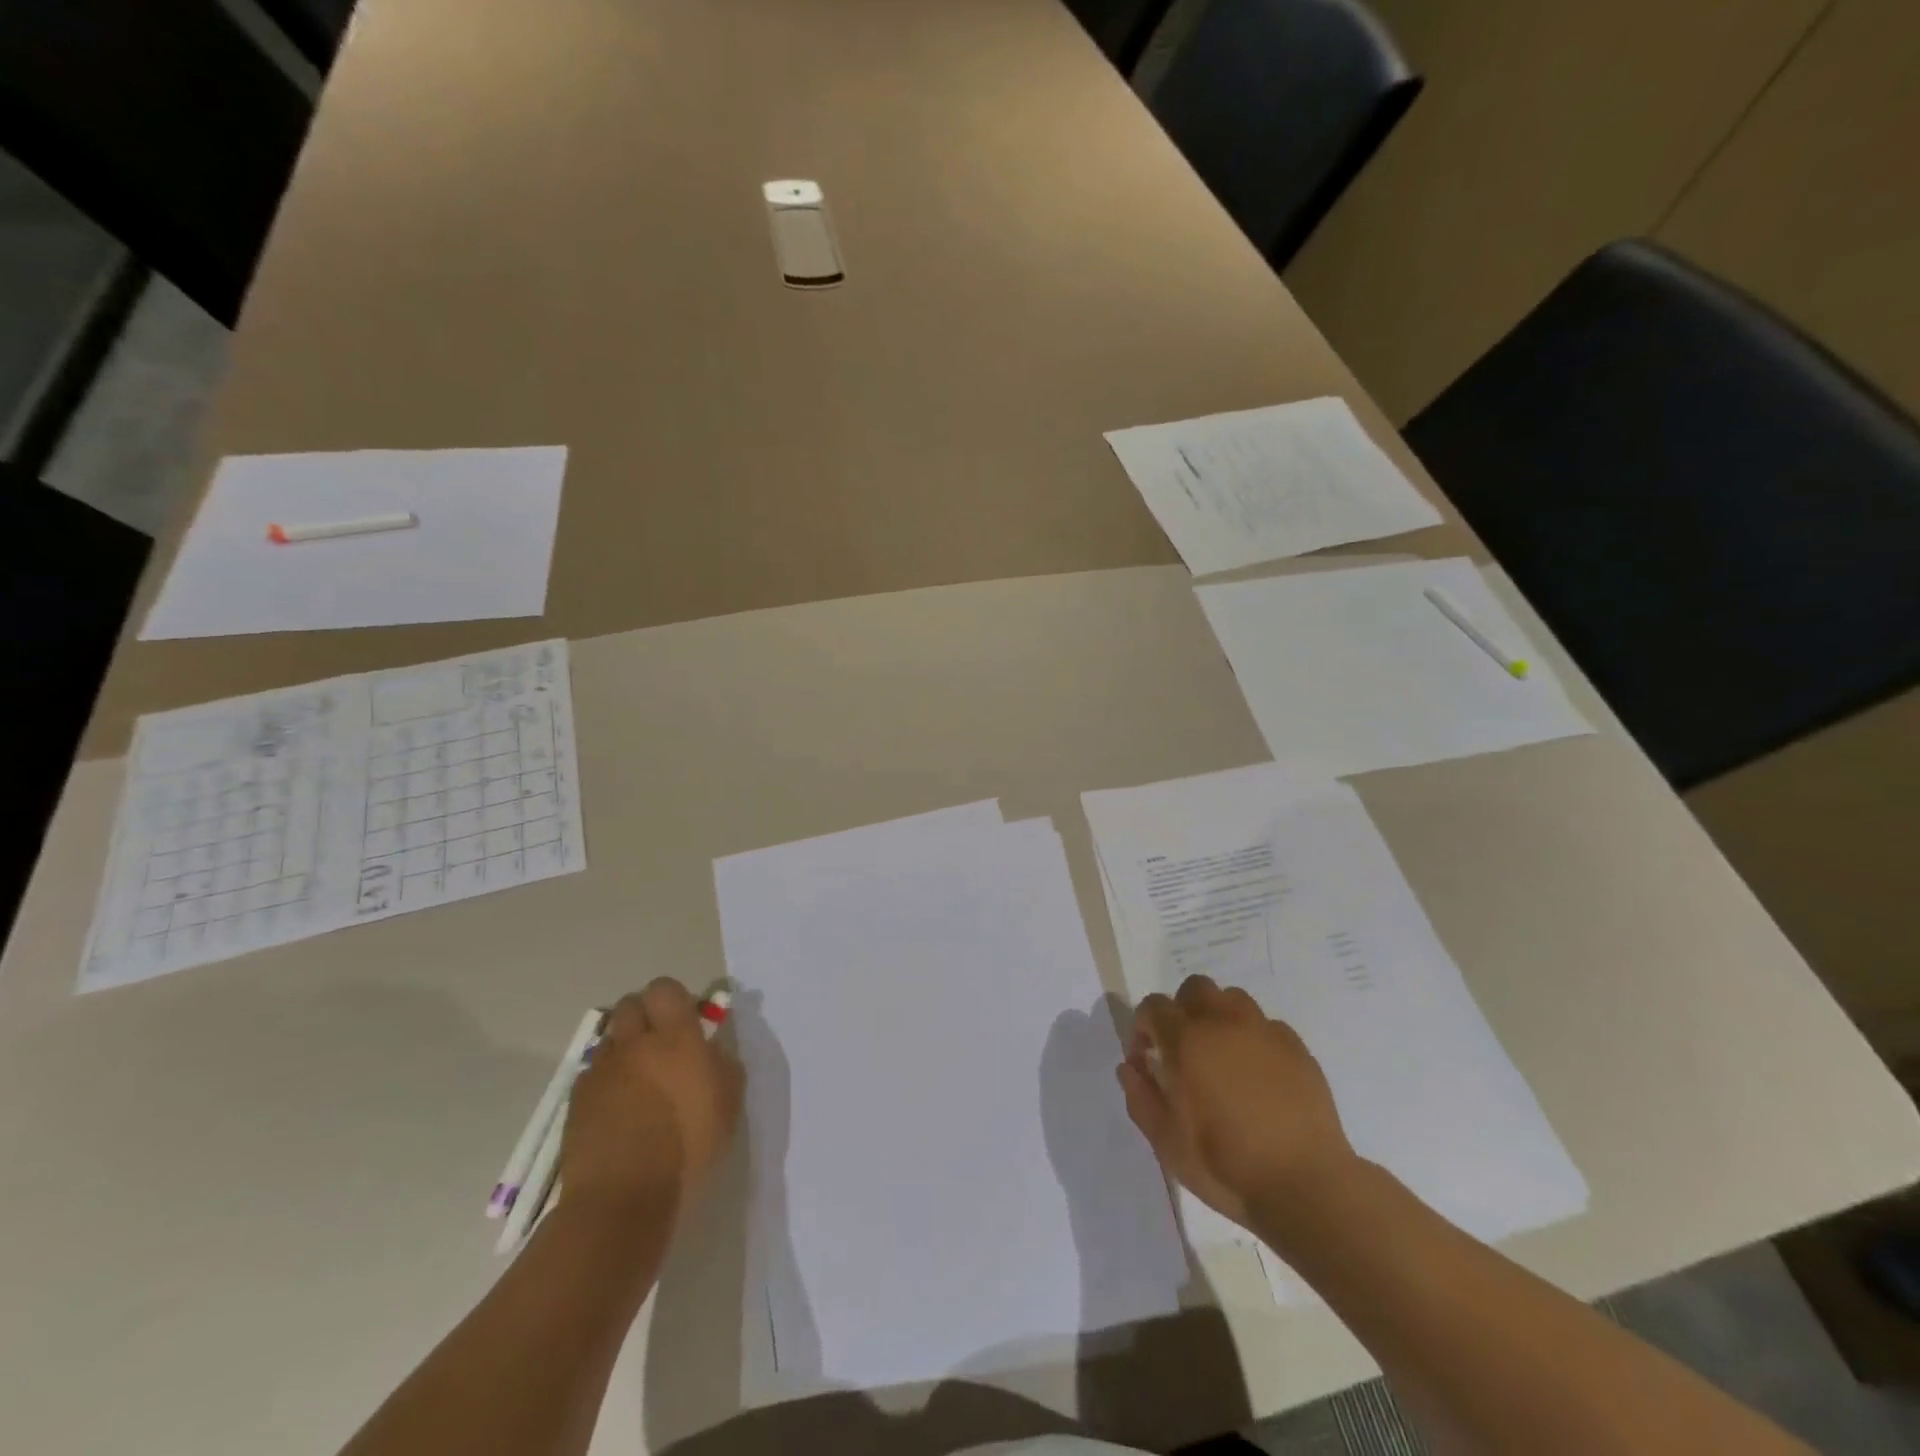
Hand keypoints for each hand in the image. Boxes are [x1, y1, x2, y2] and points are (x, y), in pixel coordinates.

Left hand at [560, 979, 742, 1213]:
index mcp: (676, 1037)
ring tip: (638, 1080)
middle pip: (631, 1004)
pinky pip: (594, 1073)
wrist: (622, 1200)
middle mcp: (635, 1043)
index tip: (686, 1022)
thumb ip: (723, 1063)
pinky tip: (618, 1109)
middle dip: (645, 1015)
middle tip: (661, 1044)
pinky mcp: (577, 1099)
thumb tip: (711, 1047)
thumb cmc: (688, 1148)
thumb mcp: (729, 1103)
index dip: (674, 999)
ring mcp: (602, 1070)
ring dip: (625, 1048)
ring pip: (611, 1038)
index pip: (666, 989)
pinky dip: (606, 1081)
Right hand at [1117, 975, 1356, 1233]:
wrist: (1305, 1185)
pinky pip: (1267, 1026)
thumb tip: (1130, 1067)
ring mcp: (1264, 1031)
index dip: (1143, 1027)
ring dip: (1220, 1018)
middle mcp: (1223, 1023)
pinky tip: (1260, 1075)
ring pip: (1233, 1000)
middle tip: (1185, 1050)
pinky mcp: (1297, 1047)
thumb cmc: (1226, 1165)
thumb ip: (1141, 1098)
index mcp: (1186, 1040)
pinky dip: (1255, 1039)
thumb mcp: (1167, 1143)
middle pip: (1195, 989)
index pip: (1153, 1006)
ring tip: (1223, 1056)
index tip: (1147, 1059)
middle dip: (1182, 1011)